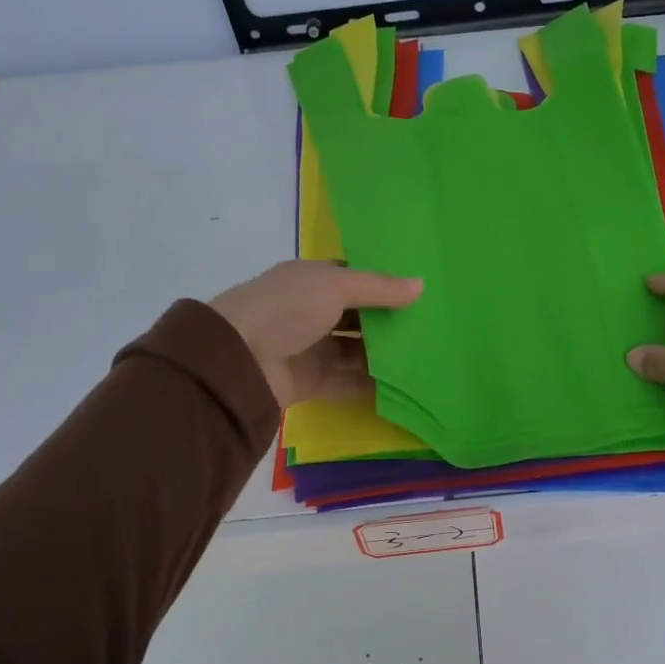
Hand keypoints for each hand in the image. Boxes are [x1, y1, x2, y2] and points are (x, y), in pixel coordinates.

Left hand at [210, 261, 422, 408]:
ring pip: (352, 351)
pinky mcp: (308, 382)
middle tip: (426, 328)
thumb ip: (378, 288)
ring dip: (381, 355)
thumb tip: (421, 285)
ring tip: (420, 357)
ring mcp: (308, 349)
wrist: (237, 359)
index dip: (380, 285)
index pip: (350, 279)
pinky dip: (368, 384)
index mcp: (309, 281)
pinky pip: (345, 382)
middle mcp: (308, 313)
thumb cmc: (286, 308)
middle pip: (355, 318)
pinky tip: (400, 384)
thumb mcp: (335, 286)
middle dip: (385, 323)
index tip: (416, 293)